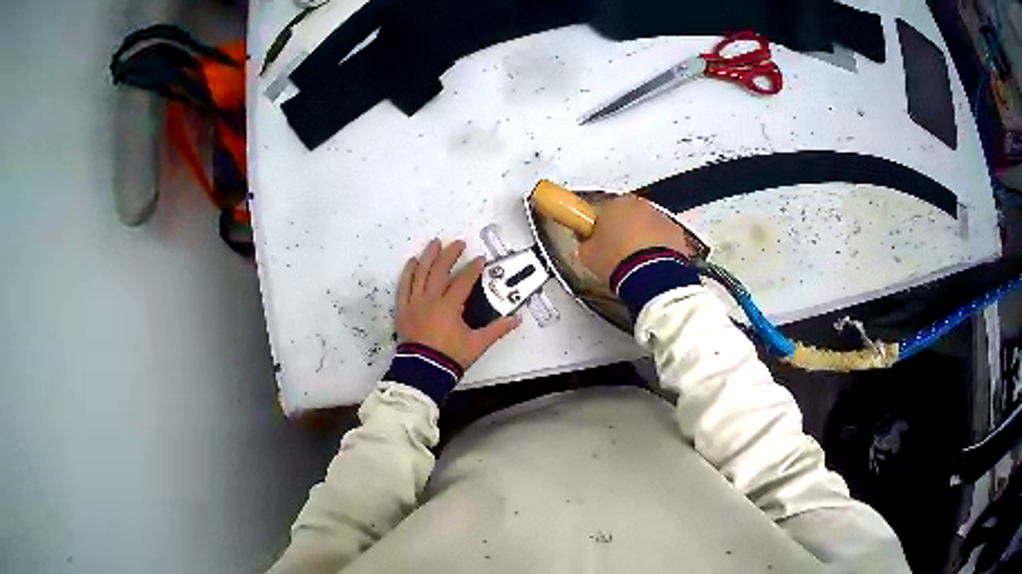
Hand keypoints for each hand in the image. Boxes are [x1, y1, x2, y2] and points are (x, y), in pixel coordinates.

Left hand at [396, 239, 520, 367]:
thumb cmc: (450, 356)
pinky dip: (408, 272)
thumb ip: (497, 329)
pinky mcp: (402, 309)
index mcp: (450, 306)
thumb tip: (517, 319)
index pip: (463, 280)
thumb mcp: (477, 344)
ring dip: (429, 256)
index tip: (480, 259)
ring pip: (420, 273)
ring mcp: (414, 303)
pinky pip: (403, 286)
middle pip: (440, 270)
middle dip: (450, 254)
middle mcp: (431, 299)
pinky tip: (413, 262)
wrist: (423, 371)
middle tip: (458, 243)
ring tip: (435, 243)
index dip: (473, 268)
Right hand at [577, 195, 698, 285]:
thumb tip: (588, 243)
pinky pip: (665, 238)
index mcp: (615, 203)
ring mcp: (661, 217)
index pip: (604, 210)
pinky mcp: (677, 233)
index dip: (600, 227)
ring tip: (635, 263)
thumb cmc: (616, 260)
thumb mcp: (587, 255)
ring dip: (643, 238)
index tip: (598, 241)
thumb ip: (586, 242)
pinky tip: (652, 265)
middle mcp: (640, 205)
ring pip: (648, 226)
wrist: (650, 276)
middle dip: (624, 230)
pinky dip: (660, 248)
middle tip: (617, 253)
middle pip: (629, 215)